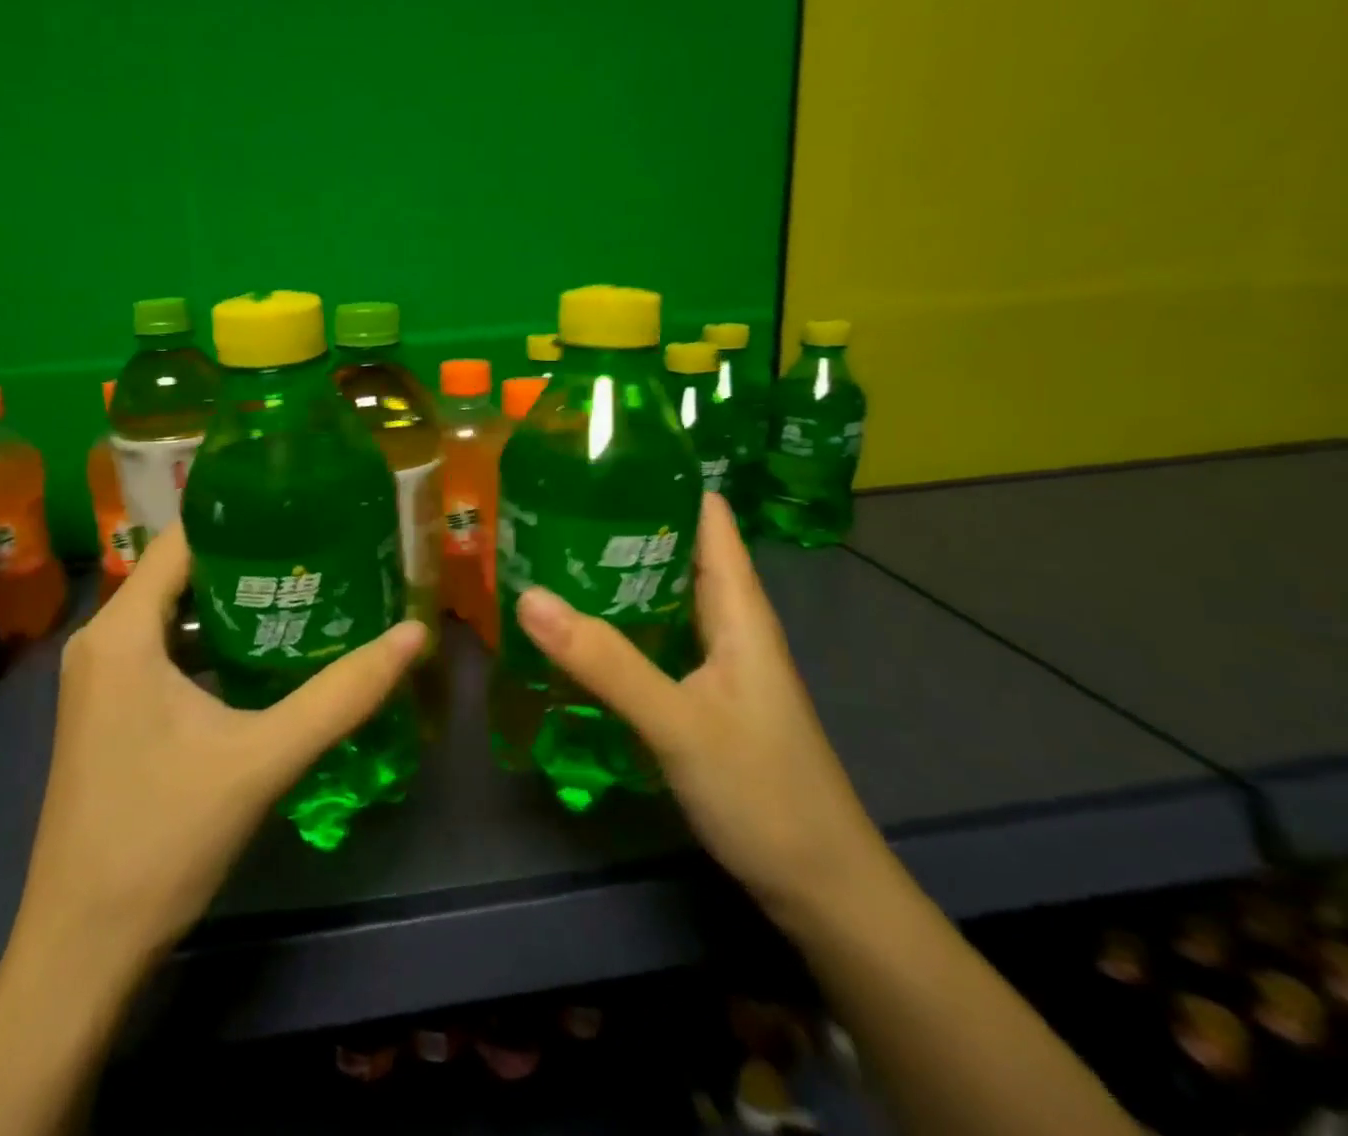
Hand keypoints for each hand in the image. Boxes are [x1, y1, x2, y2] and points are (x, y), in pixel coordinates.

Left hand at [14, 523, 427, 963]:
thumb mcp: (263, 758)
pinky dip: (210, 640)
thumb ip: (342, 694)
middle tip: (319, 548)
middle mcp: (101, 642)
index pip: (182, 540)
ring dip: (231, 602)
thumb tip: (414, 634)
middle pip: (179, 573)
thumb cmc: (163, 839)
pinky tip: (262, 655)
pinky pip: (162, 649)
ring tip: (303, 589)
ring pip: (171, 613)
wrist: (82, 950)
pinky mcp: (107, 711)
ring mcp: (99, 679)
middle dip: (247, 558)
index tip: (302, 508)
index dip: (240, 517)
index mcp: (122, 633)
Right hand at [516, 493, 883, 921]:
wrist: (821, 889)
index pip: (706, 516)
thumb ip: (605, 662)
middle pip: (675, 550)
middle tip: (548, 507)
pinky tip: (575, 630)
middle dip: (619, 524)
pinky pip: (654, 638)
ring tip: (548, 555)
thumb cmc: (764, 792)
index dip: (661, 479)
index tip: (597, 460)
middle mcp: (728, 622)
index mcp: (737, 608)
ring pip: (661, 596)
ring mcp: (715, 661)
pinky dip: (617, 623)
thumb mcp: (679, 723)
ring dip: (613, 575)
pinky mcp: (701, 695)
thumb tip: (528, 596)